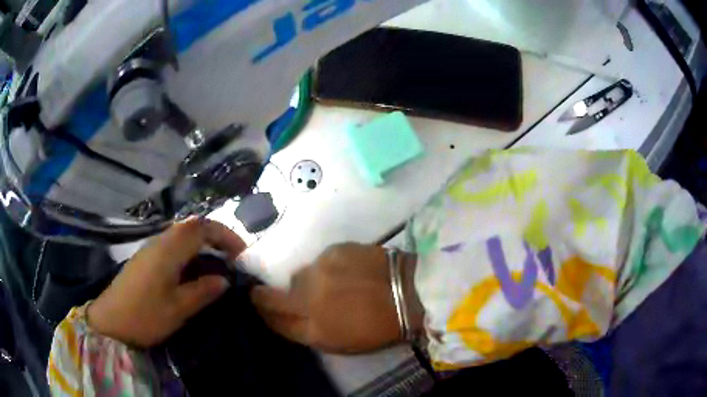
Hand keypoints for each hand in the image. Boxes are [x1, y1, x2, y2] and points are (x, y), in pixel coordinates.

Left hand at [87, 219, 245, 347]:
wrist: (110, 322)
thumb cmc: (144, 316)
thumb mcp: (177, 309)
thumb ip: (202, 291)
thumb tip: (223, 279)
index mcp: (168, 251)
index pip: (201, 228)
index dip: (225, 235)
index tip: (241, 254)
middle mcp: (159, 242)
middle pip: (191, 226)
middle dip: (215, 237)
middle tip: (232, 258)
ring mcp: (150, 249)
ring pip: (181, 235)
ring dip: (202, 244)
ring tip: (217, 265)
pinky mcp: (145, 259)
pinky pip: (172, 245)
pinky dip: (189, 252)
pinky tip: (193, 272)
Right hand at [251, 243, 422, 353]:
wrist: (411, 293)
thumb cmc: (379, 327)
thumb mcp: (340, 342)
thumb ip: (307, 329)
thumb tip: (287, 315)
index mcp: (313, 329)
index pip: (272, 318)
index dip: (263, 311)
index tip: (261, 305)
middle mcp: (308, 300)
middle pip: (273, 295)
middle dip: (275, 296)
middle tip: (297, 297)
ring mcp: (319, 272)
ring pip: (299, 276)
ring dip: (309, 282)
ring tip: (335, 285)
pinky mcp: (333, 251)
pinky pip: (320, 261)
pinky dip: (328, 267)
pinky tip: (349, 271)